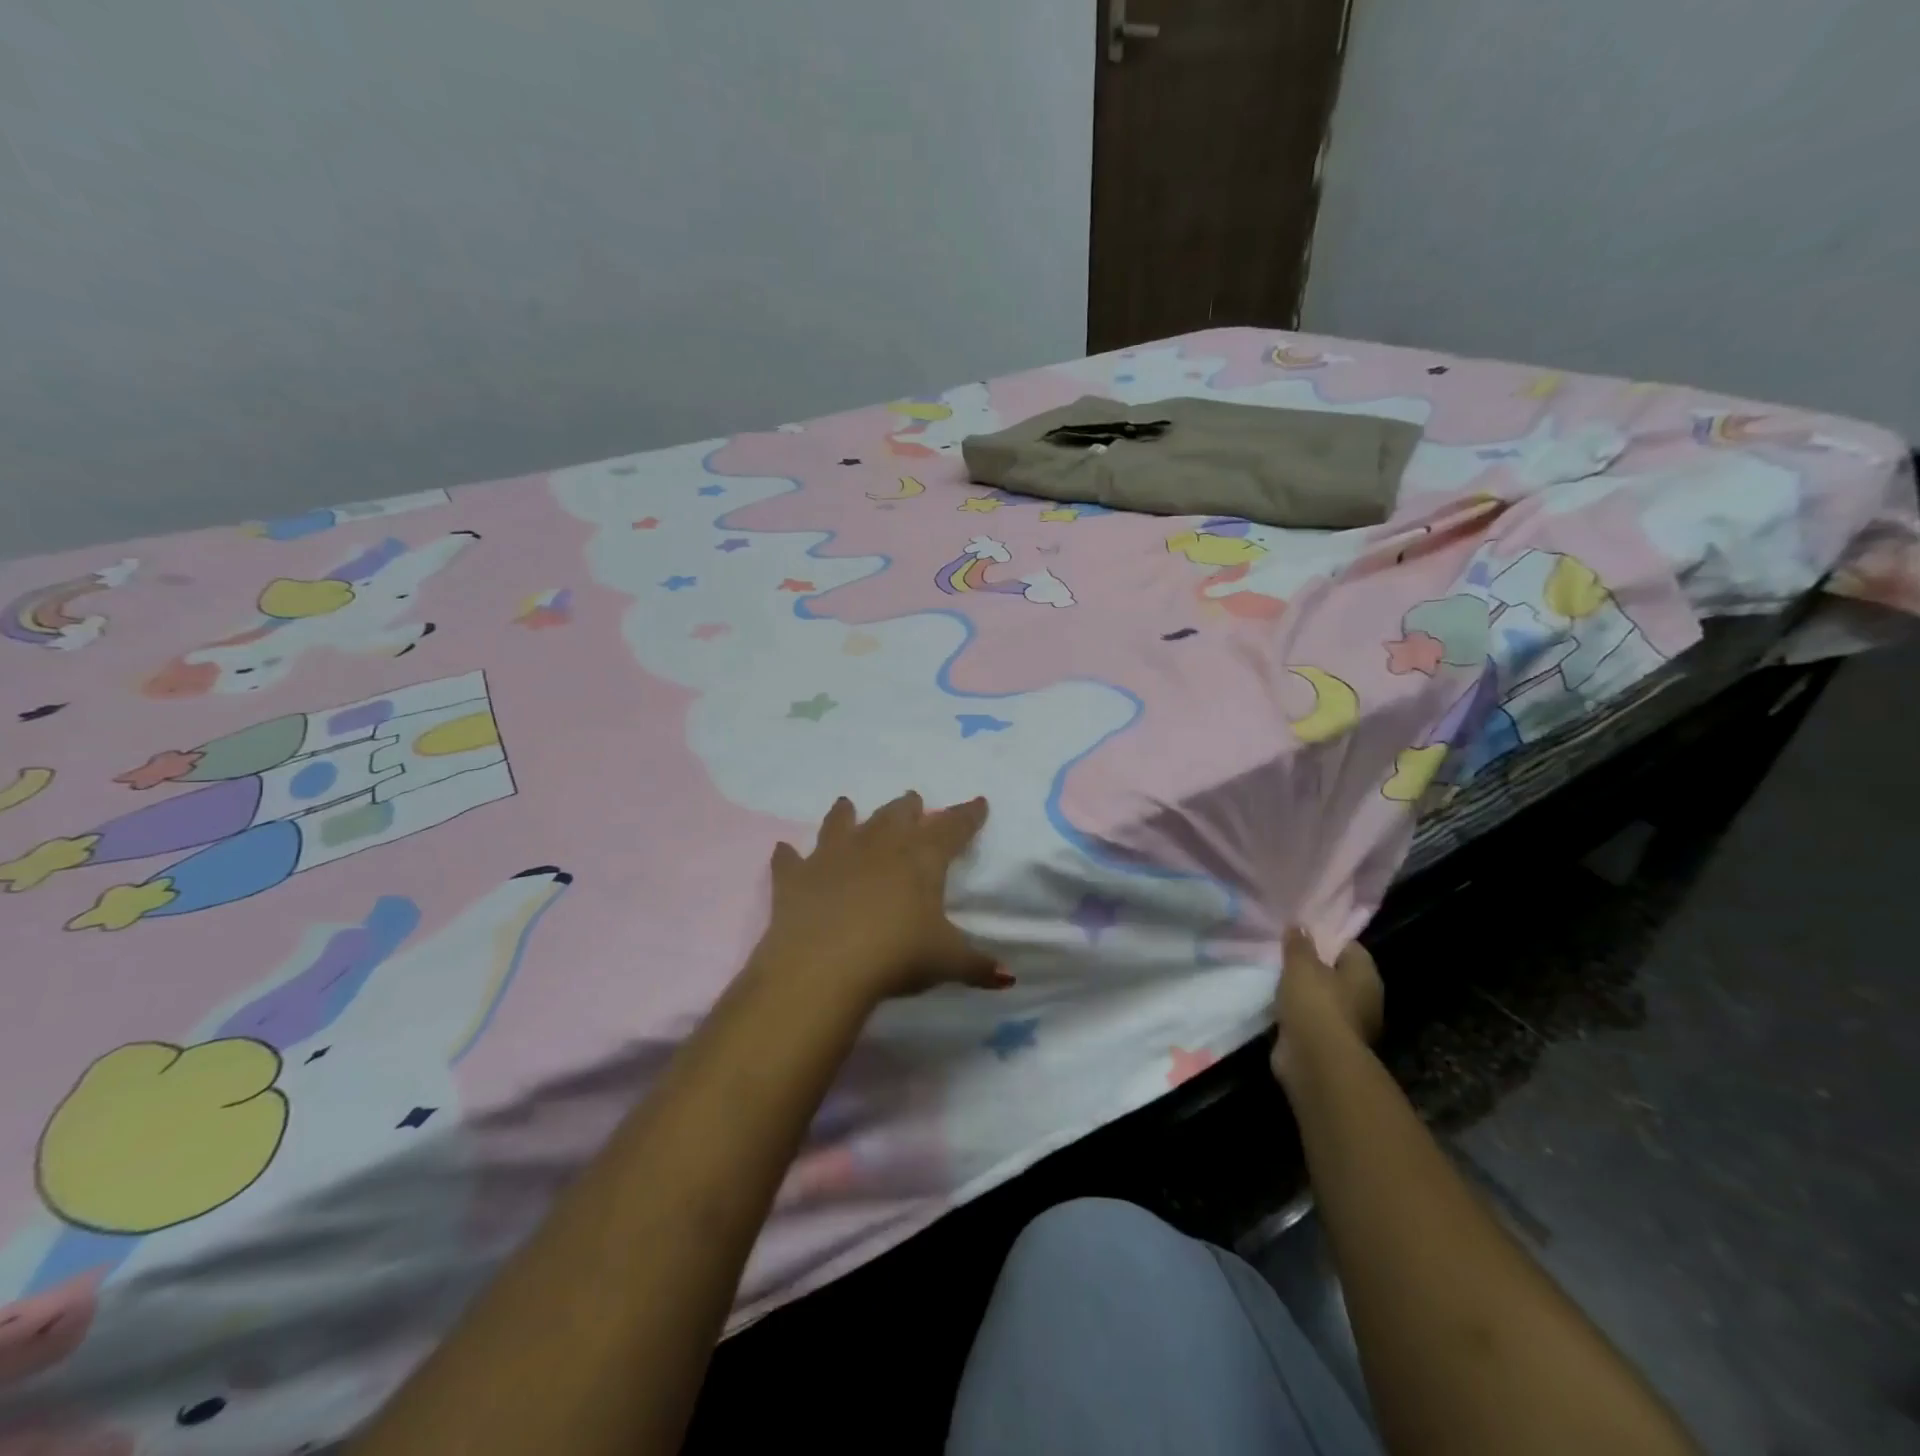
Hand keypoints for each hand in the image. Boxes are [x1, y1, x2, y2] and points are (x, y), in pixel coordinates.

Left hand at [756, 792, 1001, 1005]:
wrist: (823, 967)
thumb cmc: (896, 956)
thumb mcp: (946, 962)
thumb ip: (978, 965)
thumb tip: (1008, 977)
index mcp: (920, 859)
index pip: (952, 828)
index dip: (967, 815)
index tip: (978, 802)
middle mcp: (877, 846)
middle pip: (896, 816)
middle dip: (908, 807)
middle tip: (913, 801)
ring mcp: (832, 857)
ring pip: (842, 823)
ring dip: (846, 813)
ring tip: (847, 804)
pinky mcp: (795, 877)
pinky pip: (790, 859)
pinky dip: (789, 855)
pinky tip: (785, 850)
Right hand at [1271, 928, 1382, 1084]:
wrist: (1315, 1060)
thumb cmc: (1315, 1003)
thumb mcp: (1301, 964)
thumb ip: (1298, 943)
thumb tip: (1299, 926)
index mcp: (1365, 975)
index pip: (1348, 946)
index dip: (1324, 936)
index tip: (1299, 931)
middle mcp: (1363, 998)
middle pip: (1335, 972)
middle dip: (1311, 964)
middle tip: (1282, 952)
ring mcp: (1346, 1023)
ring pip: (1320, 997)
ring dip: (1301, 991)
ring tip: (1273, 974)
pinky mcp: (1327, 1042)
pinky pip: (1309, 1018)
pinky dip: (1295, 1012)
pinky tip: (1273, 1002)